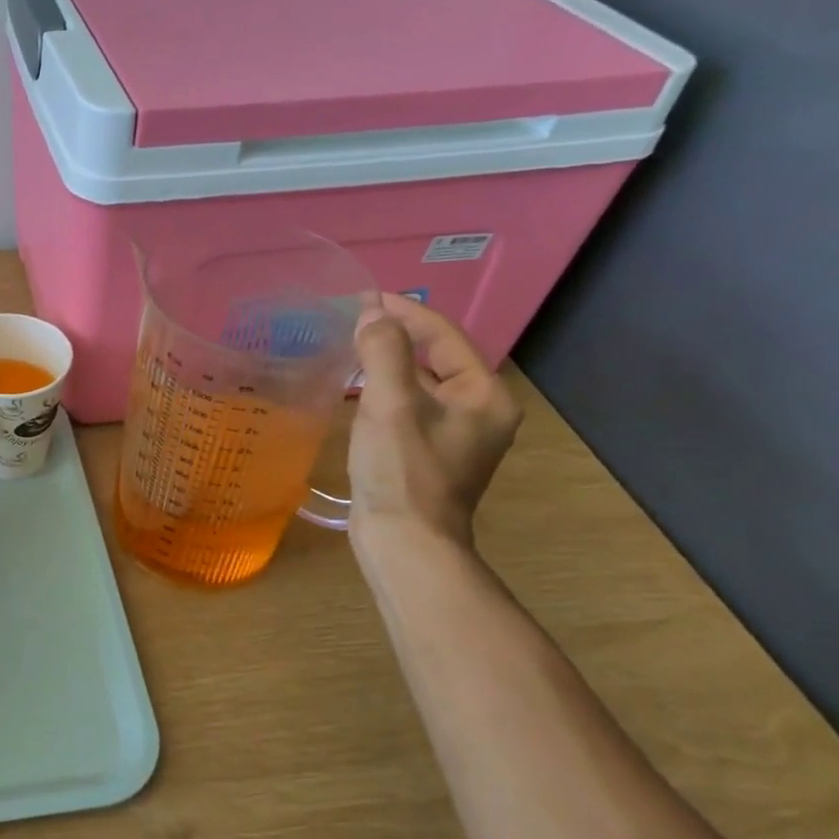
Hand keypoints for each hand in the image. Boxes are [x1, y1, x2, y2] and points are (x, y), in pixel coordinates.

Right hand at [348, 293, 521, 552]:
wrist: (404, 542)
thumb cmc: (402, 470)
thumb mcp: (390, 403)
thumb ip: (383, 351)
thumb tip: (372, 313)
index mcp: (484, 395)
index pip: (445, 336)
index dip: (406, 312)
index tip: (366, 296)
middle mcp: (481, 411)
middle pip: (438, 357)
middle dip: (398, 335)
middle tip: (357, 319)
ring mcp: (458, 435)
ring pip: (423, 383)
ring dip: (390, 362)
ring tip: (353, 346)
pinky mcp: (433, 453)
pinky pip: (412, 406)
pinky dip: (387, 390)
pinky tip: (359, 389)